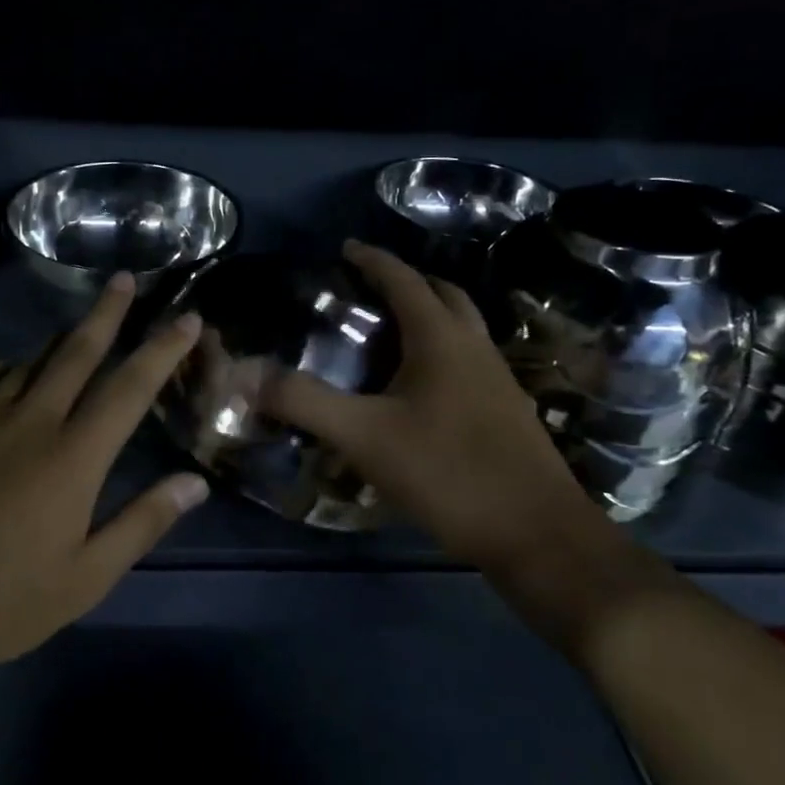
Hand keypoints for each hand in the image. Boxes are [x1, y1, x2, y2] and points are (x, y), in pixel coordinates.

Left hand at [0, 273, 209, 722]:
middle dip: (107, 311)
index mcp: (74, 459)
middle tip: (124, 278)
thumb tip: (194, 482)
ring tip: (82, 323)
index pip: (130, 388)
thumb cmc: (3, 602)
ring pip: (32, 359)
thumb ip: (142, 522)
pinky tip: (20, 369)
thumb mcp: (86, 577)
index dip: (162, 349)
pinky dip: (15, 364)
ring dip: (62, 337)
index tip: (186, 318)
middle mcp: (32, 423)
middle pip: (77, 352)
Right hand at [261, 240, 610, 570]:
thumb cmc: (449, 474)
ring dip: (430, 315)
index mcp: (442, 339)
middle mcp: (475, 347)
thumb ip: (304, 402)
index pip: (403, 280)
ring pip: (463, 327)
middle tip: (369, 289)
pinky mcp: (508, 411)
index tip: (345, 249)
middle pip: (444, 294)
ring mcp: (498, 380)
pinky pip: (470, 359)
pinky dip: (442, 350)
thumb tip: (245, 374)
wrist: (539, 535)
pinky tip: (419, 387)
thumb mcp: (365, 438)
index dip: (372, 260)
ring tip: (390, 332)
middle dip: (407, 281)